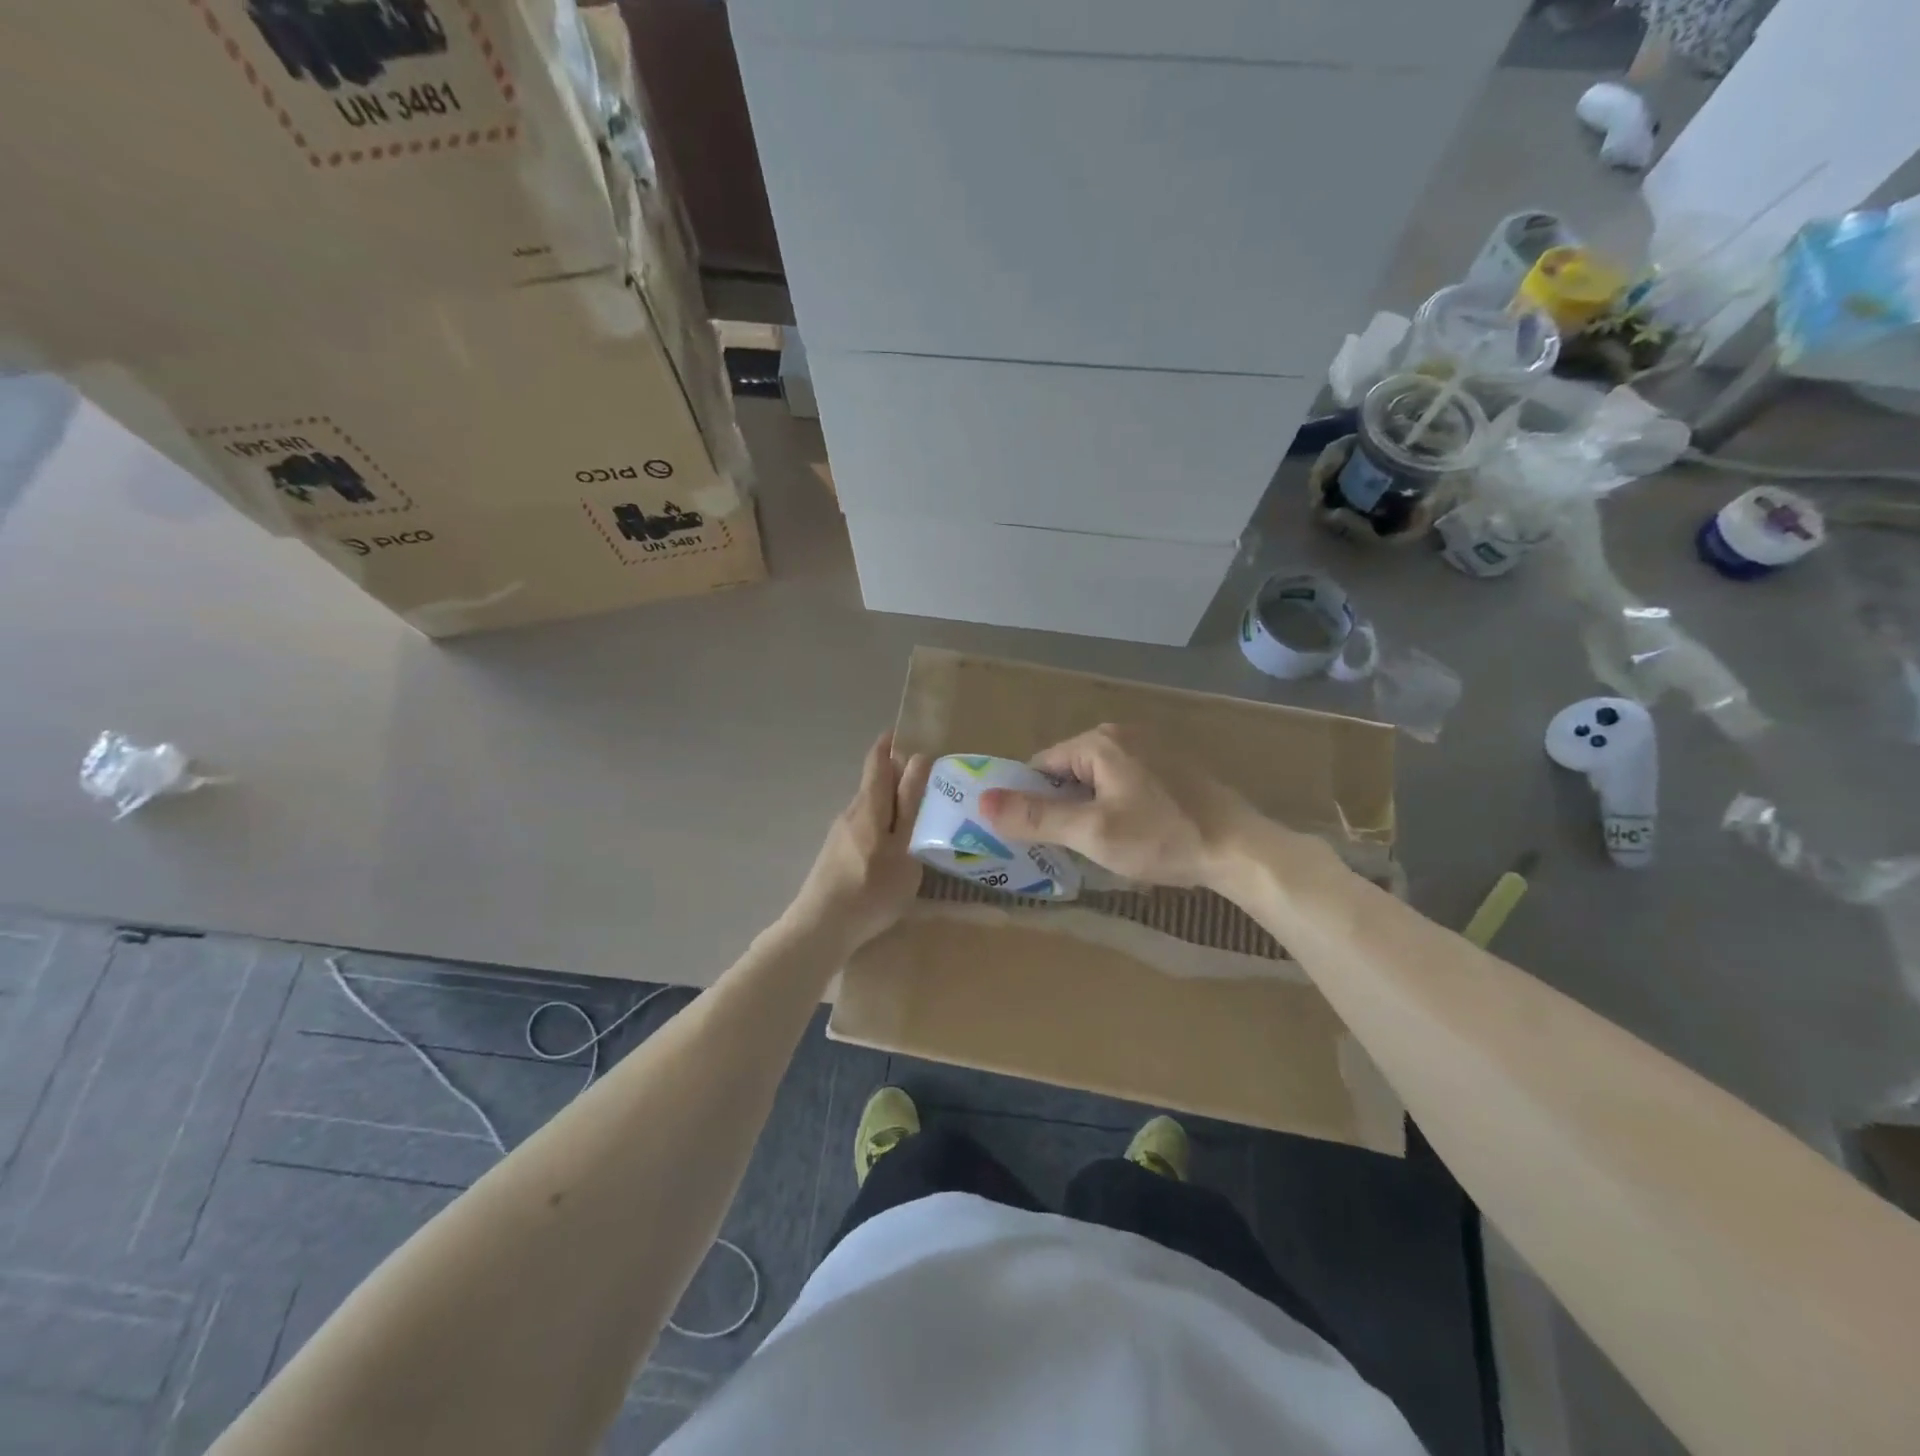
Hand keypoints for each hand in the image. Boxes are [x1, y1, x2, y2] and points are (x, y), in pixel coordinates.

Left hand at [785, 733, 932, 952]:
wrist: (820, 929)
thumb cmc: (871, 888)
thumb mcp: (903, 847)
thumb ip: (911, 805)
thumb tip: (919, 760)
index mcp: (869, 806)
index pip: (878, 761)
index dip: (891, 744)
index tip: (910, 735)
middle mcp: (851, 813)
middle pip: (875, 785)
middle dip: (900, 779)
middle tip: (933, 788)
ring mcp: (840, 836)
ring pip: (871, 810)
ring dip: (893, 808)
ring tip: (922, 822)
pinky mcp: (836, 856)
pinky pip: (865, 829)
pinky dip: (884, 828)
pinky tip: (897, 852)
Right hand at [978, 724, 1254, 888]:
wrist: (1241, 848)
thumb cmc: (1162, 838)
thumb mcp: (1091, 832)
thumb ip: (1035, 816)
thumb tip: (982, 801)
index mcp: (1099, 742)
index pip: (1041, 766)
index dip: (1031, 801)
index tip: (1035, 836)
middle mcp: (1123, 733)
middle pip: (1070, 770)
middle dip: (1064, 806)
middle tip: (1070, 846)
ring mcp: (1153, 747)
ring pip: (1100, 778)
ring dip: (1092, 808)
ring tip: (1102, 846)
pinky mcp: (1174, 766)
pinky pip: (1127, 782)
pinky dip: (1120, 804)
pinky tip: (1135, 834)